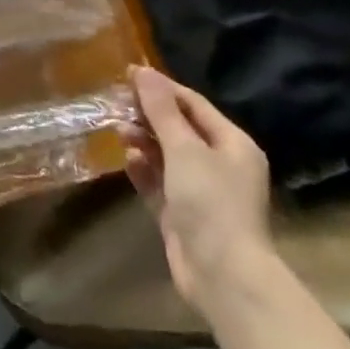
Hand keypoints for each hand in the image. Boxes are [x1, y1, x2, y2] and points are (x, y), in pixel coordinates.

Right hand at [124, 66, 275, 316]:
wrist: (223, 277)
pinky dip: (144, 170)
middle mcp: (220, 164)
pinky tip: (127, 160)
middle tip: (117, 103)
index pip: (193, 104)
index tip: (128, 75)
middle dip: (149, 115)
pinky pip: (159, 183)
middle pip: (179, 129)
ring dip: (143, 141)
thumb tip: (143, 71)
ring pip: (167, 156)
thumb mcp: (184, 149)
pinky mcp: (183, 215)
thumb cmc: (211, 202)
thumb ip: (161, 110)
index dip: (162, 88)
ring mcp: (201, 192)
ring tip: (118, 129)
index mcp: (232, 144)